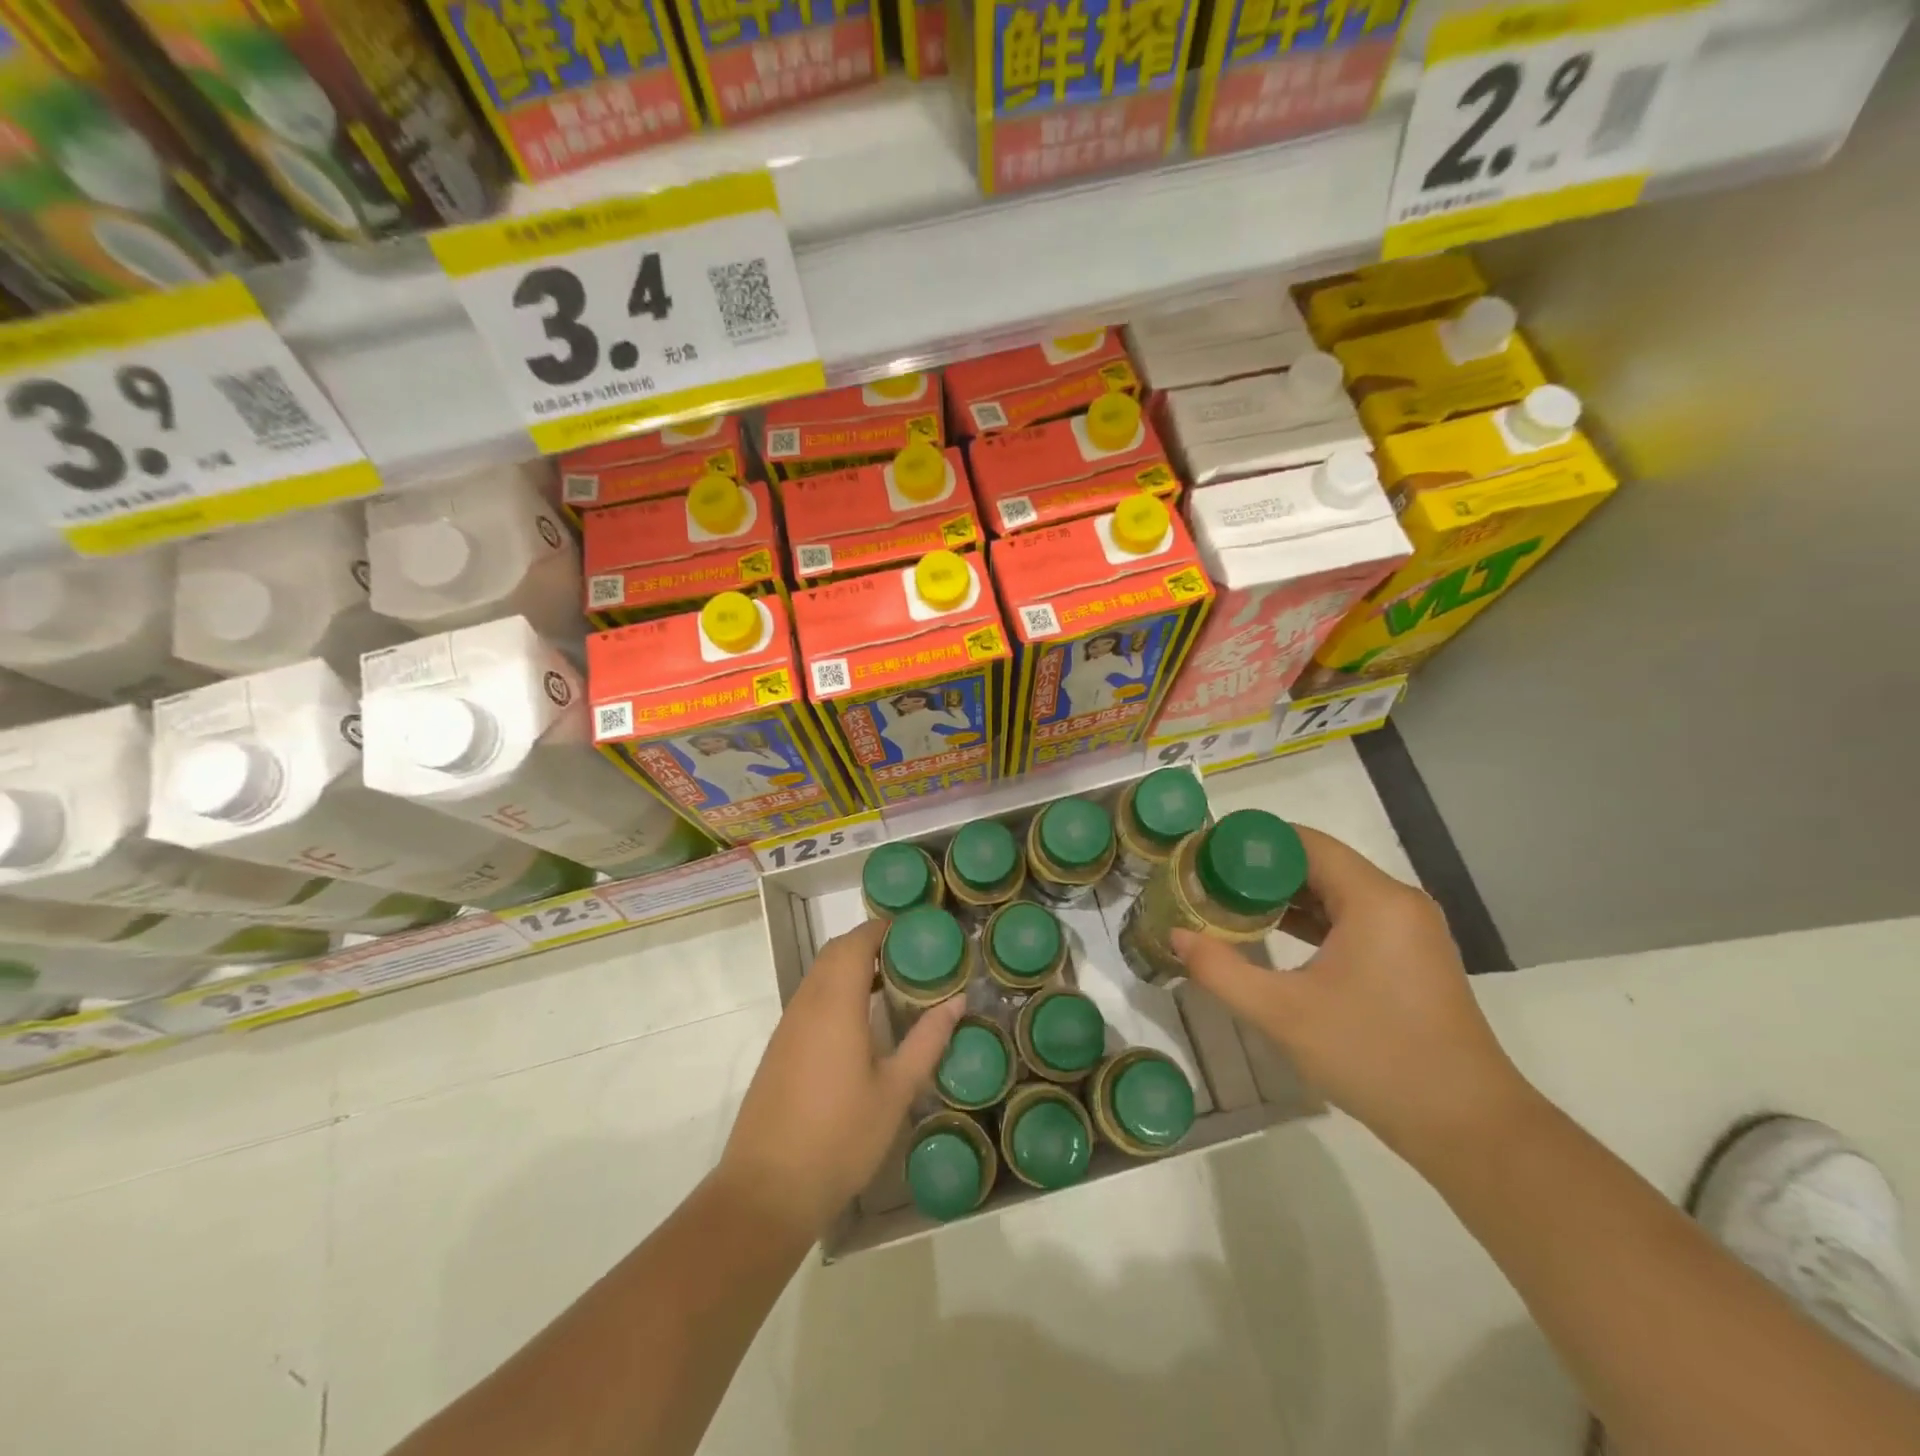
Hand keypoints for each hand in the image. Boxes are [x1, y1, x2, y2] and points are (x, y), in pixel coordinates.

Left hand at [717, 919, 964, 1242]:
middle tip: (911, 956)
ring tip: (892, 983)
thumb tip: (956, 1001)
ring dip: (852, 966)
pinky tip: (860, 1020)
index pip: (857, 942)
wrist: (767, 1190)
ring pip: (819, 974)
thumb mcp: (895, 1091)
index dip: (884, 928)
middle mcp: (807, 1003)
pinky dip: (836, 989)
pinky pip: (810, 998)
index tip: (917, 932)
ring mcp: (788, 1025)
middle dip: (871, 943)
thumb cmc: (839, 1138)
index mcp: (835, 1003)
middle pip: (836, 951)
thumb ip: (927, 1040)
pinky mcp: (779, 1047)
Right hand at [1172, 826, 1527, 1156]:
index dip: (1252, 842)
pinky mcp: (1411, 956)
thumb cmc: (1374, 1057)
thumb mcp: (1282, 1014)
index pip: (1304, 842)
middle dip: (1261, 870)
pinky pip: (1353, 917)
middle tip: (1208, 881)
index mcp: (1374, 899)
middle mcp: (1397, 901)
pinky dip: (1312, 919)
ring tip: (1229, 903)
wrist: (1468, 1126)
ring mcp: (1409, 930)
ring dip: (1285, 895)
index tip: (1205, 855)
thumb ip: (1220, 970)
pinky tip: (1274, 933)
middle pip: (1319, 863)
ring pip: (1336, 891)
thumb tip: (1175, 936)